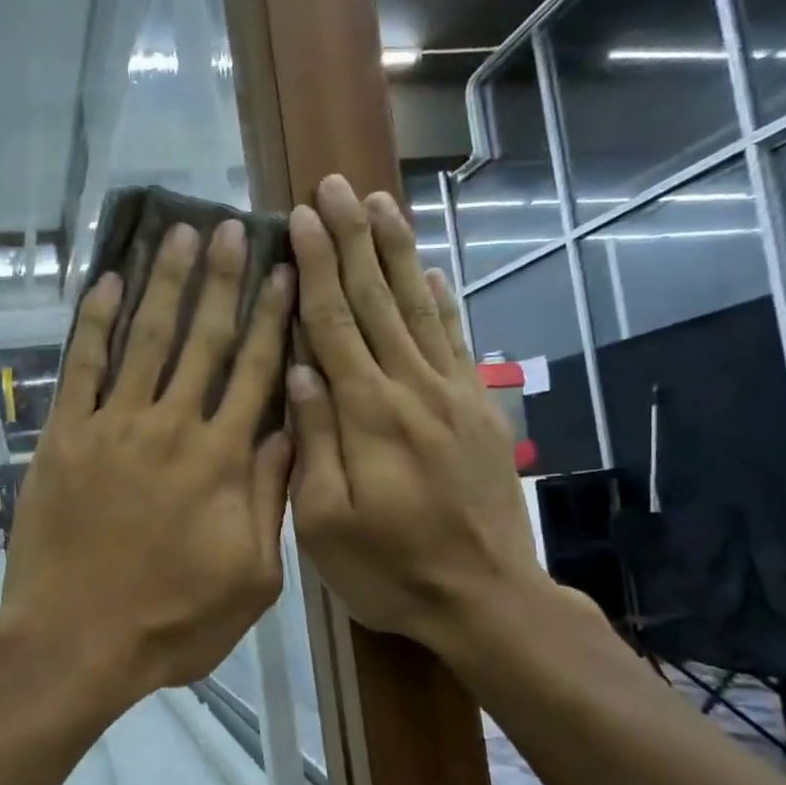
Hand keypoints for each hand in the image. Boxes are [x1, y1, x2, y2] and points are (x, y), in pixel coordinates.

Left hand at [0, 220, 294, 712]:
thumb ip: (269, 499)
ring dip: (164, 283)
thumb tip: (288, 430)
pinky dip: (94, 322)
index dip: (271, 317)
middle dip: (221, 280)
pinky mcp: (65, 436)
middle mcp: (171, 427)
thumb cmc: (171, 621)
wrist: (75, 639)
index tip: (284, 272)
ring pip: (146, 339)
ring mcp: (113, 426)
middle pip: (203, 339)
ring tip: (179, 233)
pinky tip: (108, 283)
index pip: (254, 372)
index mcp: (222, 461)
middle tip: (232, 227)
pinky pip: (81, 366)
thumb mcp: (250, 578)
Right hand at [286, 174, 553, 664]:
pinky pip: (458, 340)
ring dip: (398, 252)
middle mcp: (412, 389)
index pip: (335, 324)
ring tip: (382, 203)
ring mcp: (453, 394)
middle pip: (378, 300)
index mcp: (368, 415)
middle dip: (354, 239)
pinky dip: (444, 300)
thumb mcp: (326, 523)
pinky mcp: (479, 409)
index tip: (302, 217)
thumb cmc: (390, 568)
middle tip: (336, 186)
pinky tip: (434, 270)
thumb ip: (313, 441)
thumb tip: (298, 370)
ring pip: (420, 307)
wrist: (487, 598)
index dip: (317, 267)